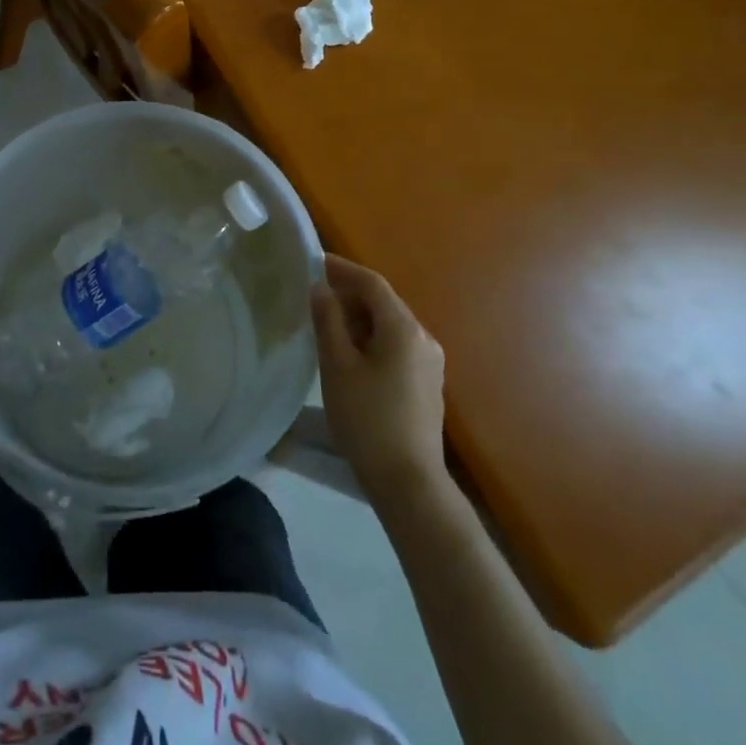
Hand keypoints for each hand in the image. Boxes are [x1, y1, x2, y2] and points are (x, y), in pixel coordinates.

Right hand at [311, 254, 447, 504]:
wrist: (408, 482)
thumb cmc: (367, 419)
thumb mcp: (337, 366)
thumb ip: (328, 321)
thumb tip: (321, 288)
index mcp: (403, 328)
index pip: (372, 283)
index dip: (343, 269)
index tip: (315, 262)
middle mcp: (423, 337)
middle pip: (384, 302)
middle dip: (350, 293)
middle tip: (315, 292)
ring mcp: (430, 362)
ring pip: (390, 325)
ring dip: (360, 317)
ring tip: (327, 322)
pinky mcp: (427, 383)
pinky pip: (397, 345)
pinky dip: (372, 337)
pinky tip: (351, 352)